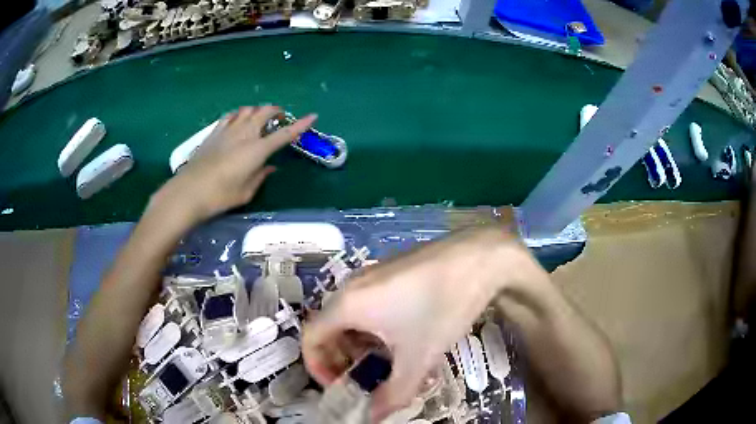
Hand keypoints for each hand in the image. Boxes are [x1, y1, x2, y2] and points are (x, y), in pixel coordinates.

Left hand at [153, 105, 316, 224]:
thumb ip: (260, 176)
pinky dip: (239, 114)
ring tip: (259, 119)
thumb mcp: (246, 192)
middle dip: (276, 111)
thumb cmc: (220, 196)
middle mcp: (245, 134)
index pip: (284, 134)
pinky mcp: (214, 132)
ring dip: (257, 111)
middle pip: (265, 112)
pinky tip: (238, 121)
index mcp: (257, 150)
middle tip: (279, 118)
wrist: (189, 191)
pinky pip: (231, 115)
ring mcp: (228, 130)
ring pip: (248, 109)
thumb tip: (269, 167)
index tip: (313, 116)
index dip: (300, 124)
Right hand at [303, 226, 533, 421]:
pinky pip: (370, 305)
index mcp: (348, 304)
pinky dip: (375, 329)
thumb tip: (373, 418)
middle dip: (341, 360)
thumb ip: (394, 394)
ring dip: (360, 346)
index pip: (310, 338)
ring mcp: (372, 276)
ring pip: (352, 318)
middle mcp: (353, 286)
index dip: (317, 367)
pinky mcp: (391, 272)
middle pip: (329, 328)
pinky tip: (404, 339)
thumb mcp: (418, 357)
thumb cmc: (442, 307)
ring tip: (387, 364)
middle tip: (363, 379)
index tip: (339, 386)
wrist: (479, 258)